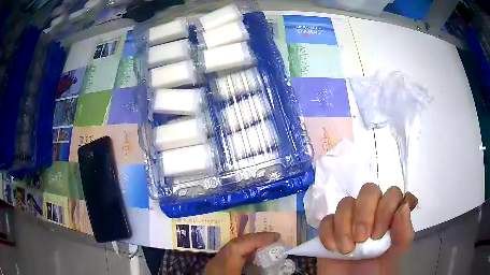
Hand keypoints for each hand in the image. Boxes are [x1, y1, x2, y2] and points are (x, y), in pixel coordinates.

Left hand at [205, 232, 279, 274]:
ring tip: (265, 245)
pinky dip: (241, 252)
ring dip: (248, 244)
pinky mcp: (214, 268)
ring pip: (230, 248)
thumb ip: (262, 271)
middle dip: (255, 238)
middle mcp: (216, 262)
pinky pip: (228, 255)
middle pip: (234, 243)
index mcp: (223, 266)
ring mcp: (213, 264)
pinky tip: (251, 257)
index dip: (258, 238)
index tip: (277, 236)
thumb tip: (280, 264)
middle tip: (273, 238)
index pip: (239, 245)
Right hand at [318, 183, 417, 274]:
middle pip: (368, 190)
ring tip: (347, 250)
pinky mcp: (330, 231)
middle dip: (364, 214)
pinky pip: (326, 220)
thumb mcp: (396, 253)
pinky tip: (333, 249)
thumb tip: (403, 206)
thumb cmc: (377, 271)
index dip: (386, 207)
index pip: (392, 193)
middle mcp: (371, 213)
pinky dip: (328, 234)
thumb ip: (404, 232)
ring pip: (345, 203)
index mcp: (390, 216)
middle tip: (363, 239)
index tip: (379, 234)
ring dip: (345, 227)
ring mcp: (349, 221)